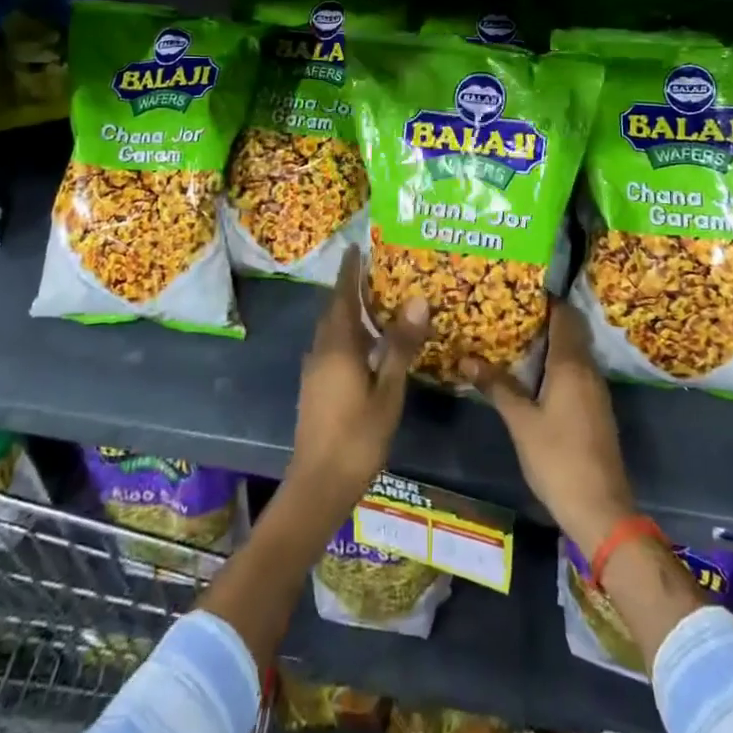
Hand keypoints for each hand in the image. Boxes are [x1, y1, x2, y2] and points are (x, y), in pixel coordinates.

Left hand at [287, 248, 429, 508]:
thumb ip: (400, 346)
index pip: (342, 296)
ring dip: (349, 314)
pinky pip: (331, 348)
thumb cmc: (357, 437)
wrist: (318, 485)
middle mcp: (321, 351)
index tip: (356, 247)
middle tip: (375, 273)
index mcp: (337, 346)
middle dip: (350, 290)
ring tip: (376, 306)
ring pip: (331, 331)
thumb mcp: (388, 391)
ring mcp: (314, 371)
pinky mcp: (315, 389)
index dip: (349, 271)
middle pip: (334, 311)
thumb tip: (417, 300)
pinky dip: (348, 336)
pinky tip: (367, 348)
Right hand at [461, 299, 636, 554]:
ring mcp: (595, 391)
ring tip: (514, 338)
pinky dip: (556, 364)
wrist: (601, 509)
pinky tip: (532, 374)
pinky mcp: (595, 410)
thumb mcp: (521, 422)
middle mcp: (588, 370)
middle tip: (509, 312)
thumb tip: (466, 358)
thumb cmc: (558, 459)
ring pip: (573, 352)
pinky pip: (576, 372)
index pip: (564, 316)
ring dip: (549, 342)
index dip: (546, 299)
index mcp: (571, 365)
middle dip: (544, 319)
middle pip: (570, 331)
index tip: (519, 289)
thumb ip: (497, 386)